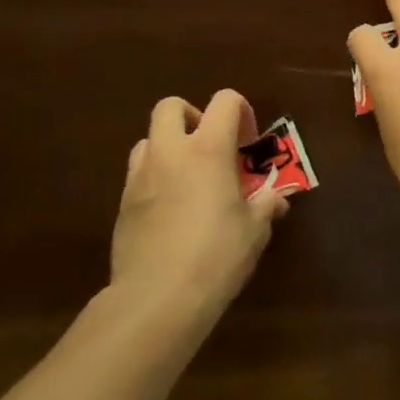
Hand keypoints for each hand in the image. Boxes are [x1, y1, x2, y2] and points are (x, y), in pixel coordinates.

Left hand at [112, 90, 289, 314]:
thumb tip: (277, 200)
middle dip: (192, 117)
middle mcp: (170, 152)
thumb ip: (266, 206)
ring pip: (148, 139)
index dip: (241, 111)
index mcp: (208, 149)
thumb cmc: (216, 255)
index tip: (248, 140)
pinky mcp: (122, 205)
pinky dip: (155, 179)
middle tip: (210, 146)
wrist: (156, 299)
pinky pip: (138, 175)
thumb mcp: (254, 230)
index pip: (224, 101)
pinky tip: (171, 210)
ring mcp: (140, 177)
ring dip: (169, 147)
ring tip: (188, 178)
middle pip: (171, 106)